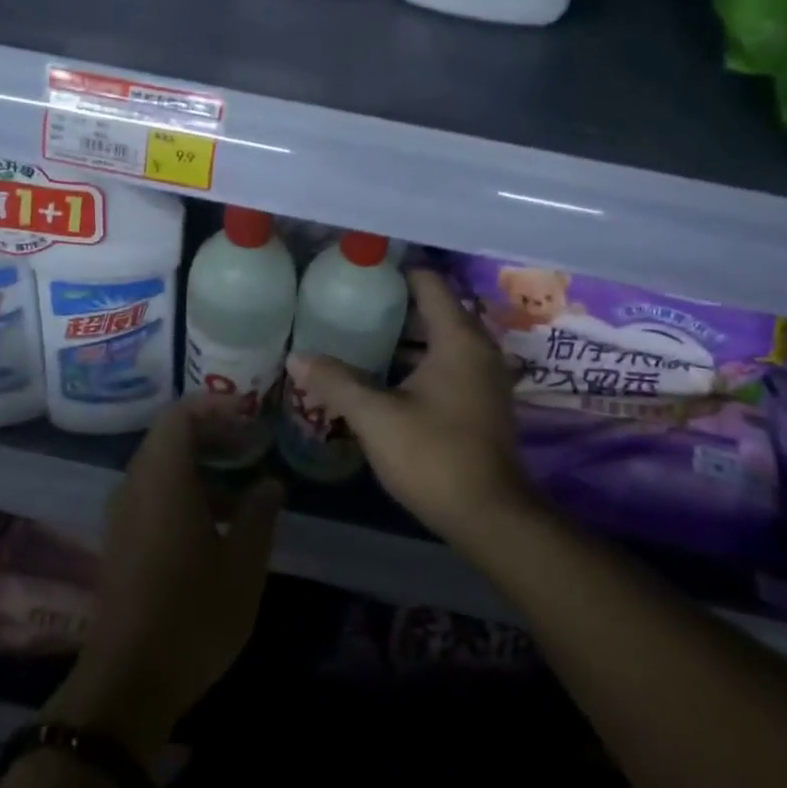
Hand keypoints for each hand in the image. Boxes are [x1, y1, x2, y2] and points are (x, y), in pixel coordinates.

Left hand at [48, 397, 283, 764]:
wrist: (128, 681)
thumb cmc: (193, 613)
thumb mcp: (243, 563)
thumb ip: (260, 512)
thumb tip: (269, 482)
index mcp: (163, 478)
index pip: (181, 415)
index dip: (216, 405)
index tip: (252, 414)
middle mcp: (136, 486)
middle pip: (170, 437)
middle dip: (213, 433)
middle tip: (253, 443)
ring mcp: (124, 514)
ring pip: (162, 467)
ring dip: (201, 465)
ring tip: (245, 485)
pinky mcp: (122, 541)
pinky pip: (154, 494)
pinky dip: (186, 490)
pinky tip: (219, 522)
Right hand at [286, 268, 533, 550]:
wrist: (490, 517)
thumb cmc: (434, 456)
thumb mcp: (377, 418)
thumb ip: (336, 382)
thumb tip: (296, 356)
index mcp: (458, 339)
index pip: (430, 283)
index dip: (396, 271)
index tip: (361, 271)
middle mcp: (479, 349)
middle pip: (436, 309)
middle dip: (395, 304)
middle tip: (351, 302)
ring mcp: (485, 377)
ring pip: (442, 339)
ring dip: (406, 335)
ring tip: (361, 333)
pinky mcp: (482, 402)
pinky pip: (449, 363)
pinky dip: (420, 359)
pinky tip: (387, 374)